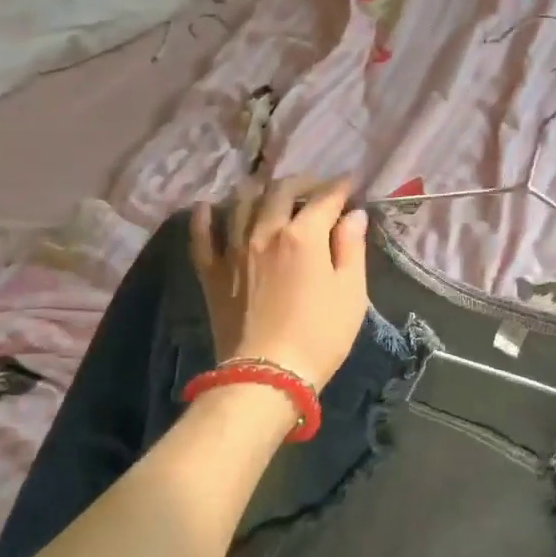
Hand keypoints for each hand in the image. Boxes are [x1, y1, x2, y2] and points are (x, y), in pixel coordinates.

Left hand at [189, 177, 368, 391]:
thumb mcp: (351, 293)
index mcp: (303, 235)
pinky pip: (202, 236)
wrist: (267, 374)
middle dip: (302, 183)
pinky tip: (207, 207)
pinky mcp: (212, 273)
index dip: (341, 187)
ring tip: (269, 192)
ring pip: (241, 203)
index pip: (325, 198)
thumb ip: (351, 248)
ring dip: (258, 190)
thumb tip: (353, 215)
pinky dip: (204, 218)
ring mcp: (233, 250)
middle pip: (280, 191)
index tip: (352, 182)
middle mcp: (264, 231)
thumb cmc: (320, 336)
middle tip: (314, 188)